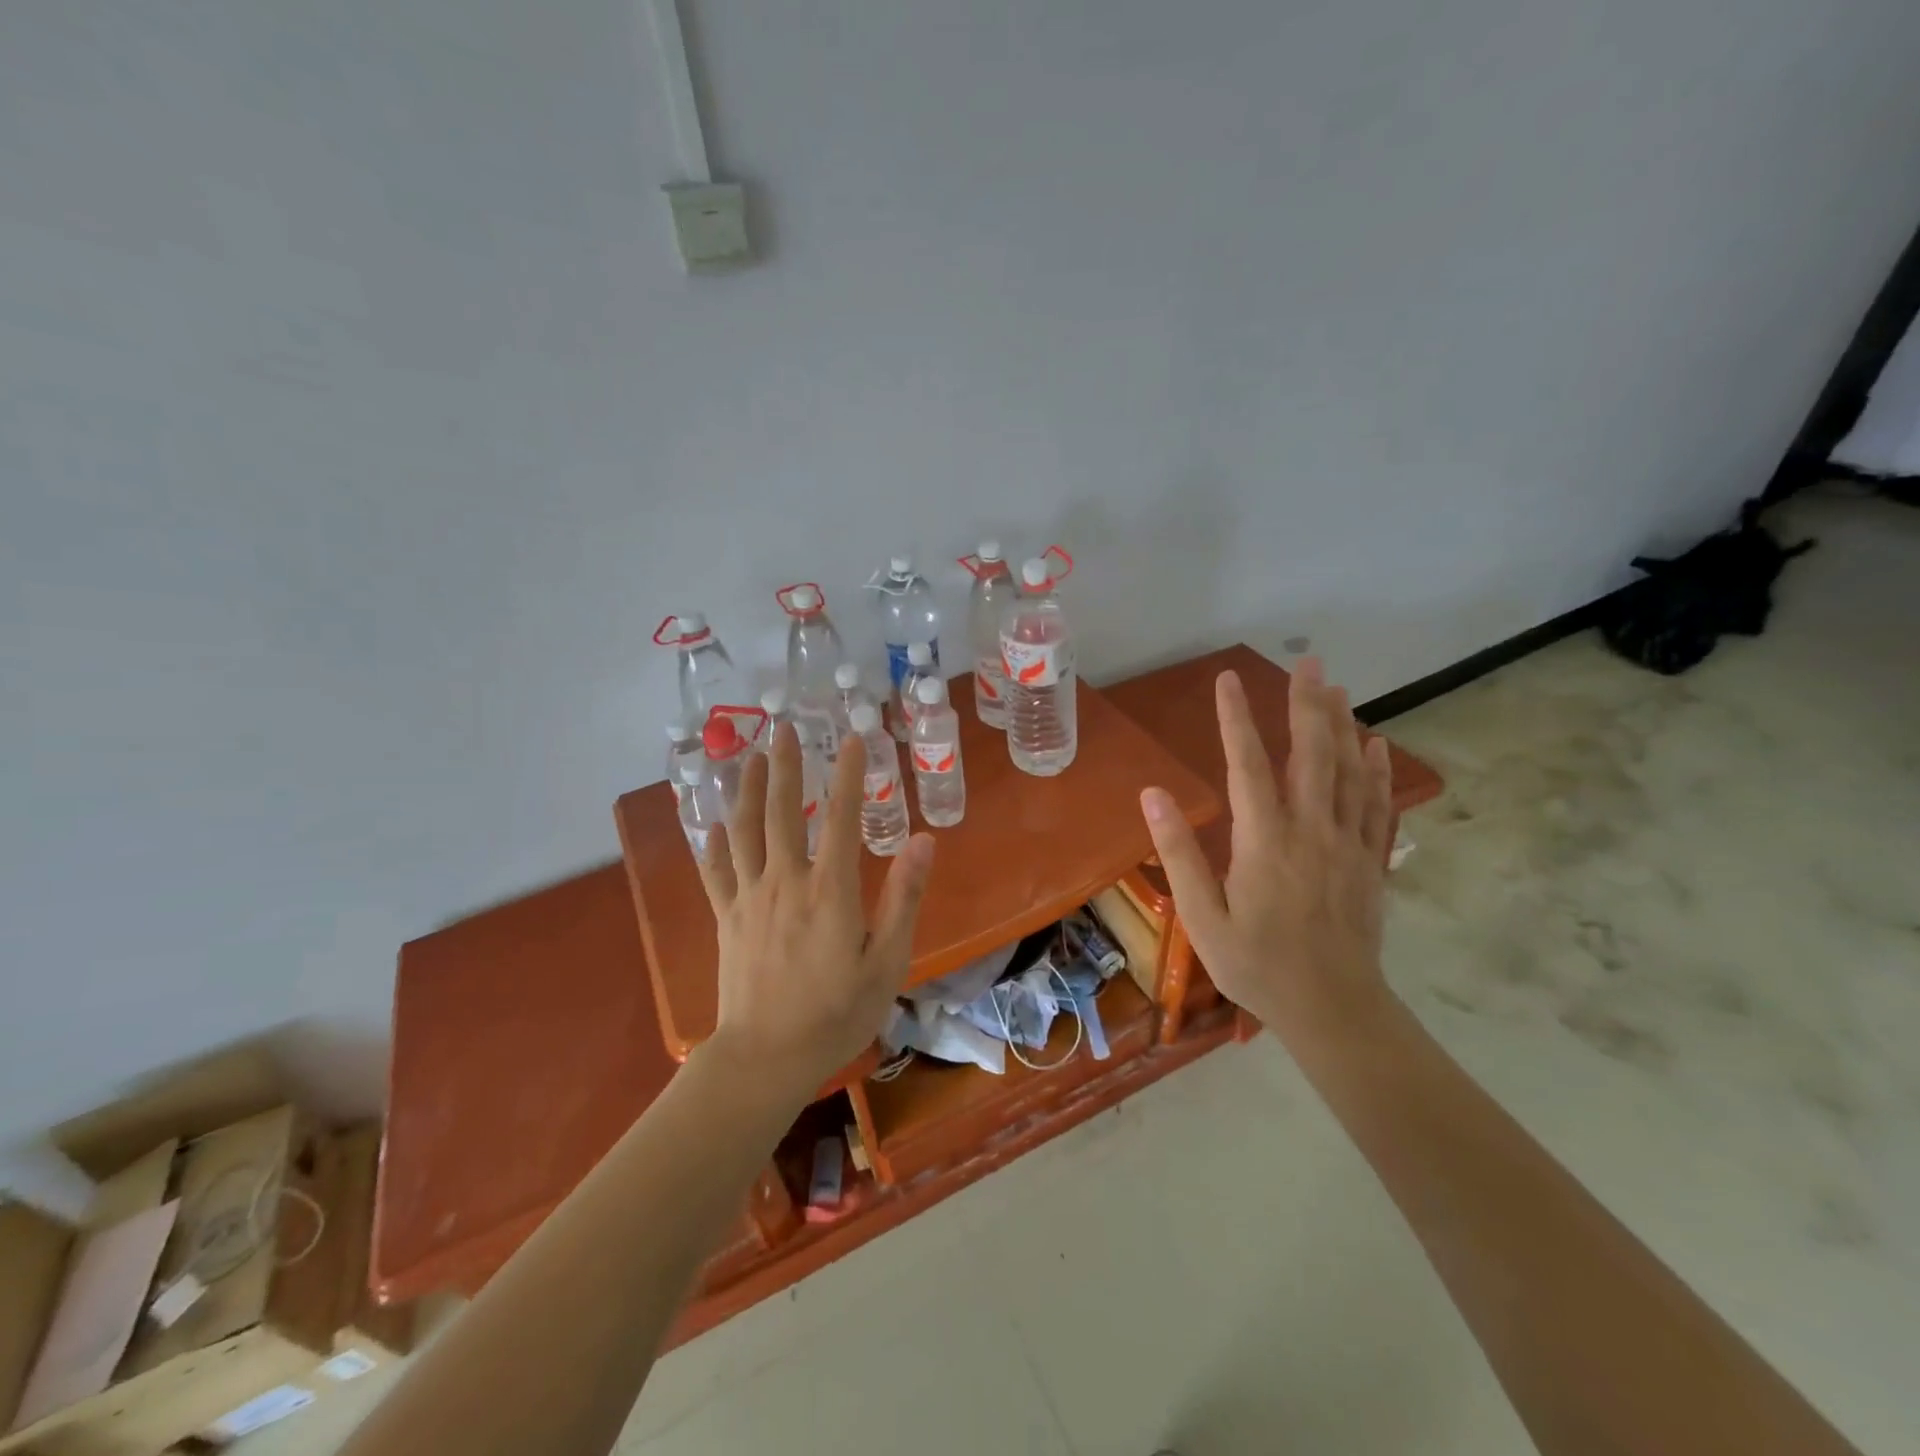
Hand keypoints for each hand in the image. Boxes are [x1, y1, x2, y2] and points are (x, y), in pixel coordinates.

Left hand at [696, 722, 934, 1097]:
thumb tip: (924, 842)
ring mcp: (749, 897)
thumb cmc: (836, 1012)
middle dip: (784, 765)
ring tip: (748, 755)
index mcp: (829, 889)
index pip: (839, 816)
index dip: (847, 773)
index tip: (853, 737)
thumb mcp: (887, 961)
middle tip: (783, 727)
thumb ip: (904, 898)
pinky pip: (716, 871)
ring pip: (743, 830)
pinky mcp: (727, 918)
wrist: (766, 1057)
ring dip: (745, 788)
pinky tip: (712, 822)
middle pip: (781, 810)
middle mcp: (785, 881)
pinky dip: (714, 842)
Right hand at [1139, 659, 1393, 1041]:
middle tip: (1307, 662)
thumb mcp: (1202, 917)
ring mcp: (1347, 844)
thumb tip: (1153, 795)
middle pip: (1311, 755)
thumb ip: (1178, 853)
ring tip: (1336, 687)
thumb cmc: (1256, 965)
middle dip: (1306, 704)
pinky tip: (1375, 744)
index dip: (1235, 718)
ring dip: (1342, 725)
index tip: (1228, 679)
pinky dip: (1377, 770)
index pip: (1247, 765)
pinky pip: (1376, 805)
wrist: (1333, 1010)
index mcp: (1264, 841)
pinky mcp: (1370, 861)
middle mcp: (1311, 831)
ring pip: (1349, 772)